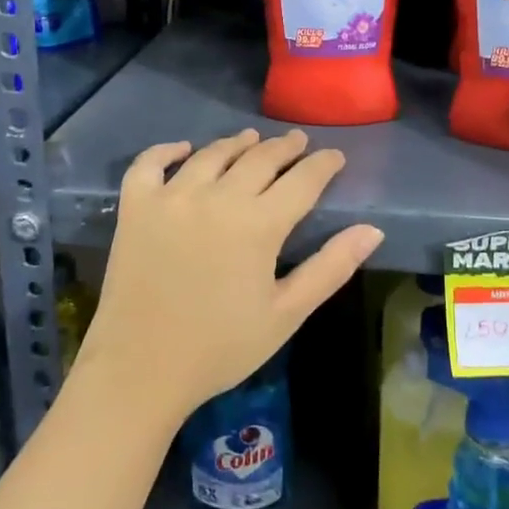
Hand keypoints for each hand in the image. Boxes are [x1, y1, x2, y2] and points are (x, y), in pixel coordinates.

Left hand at [75, 129, 383, 426]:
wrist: (140, 371)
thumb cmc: (220, 348)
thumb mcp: (286, 314)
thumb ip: (330, 268)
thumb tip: (373, 230)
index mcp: (258, 224)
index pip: (302, 180)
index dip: (323, 165)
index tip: (335, 156)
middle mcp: (216, 197)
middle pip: (259, 158)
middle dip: (284, 147)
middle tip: (298, 141)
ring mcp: (171, 197)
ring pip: (211, 154)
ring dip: (237, 143)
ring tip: (251, 138)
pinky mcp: (135, 206)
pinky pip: (150, 163)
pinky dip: (167, 150)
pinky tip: (183, 149)